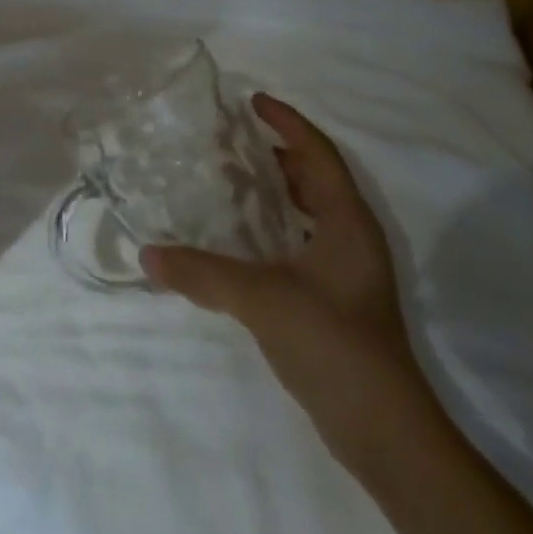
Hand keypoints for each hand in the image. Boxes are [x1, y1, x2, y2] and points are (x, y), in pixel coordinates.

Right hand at [142, 95, 429, 466]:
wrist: (385, 433)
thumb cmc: (332, 342)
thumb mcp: (261, 299)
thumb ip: (202, 273)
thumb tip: (147, 255)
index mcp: (347, 220)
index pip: (317, 152)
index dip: (287, 121)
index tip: (251, 100)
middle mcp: (353, 236)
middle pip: (315, 176)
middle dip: (276, 152)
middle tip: (230, 141)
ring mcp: (349, 270)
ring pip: (310, 210)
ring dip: (275, 189)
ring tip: (230, 180)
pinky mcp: (339, 298)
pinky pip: (304, 239)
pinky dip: (275, 224)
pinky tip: (242, 239)